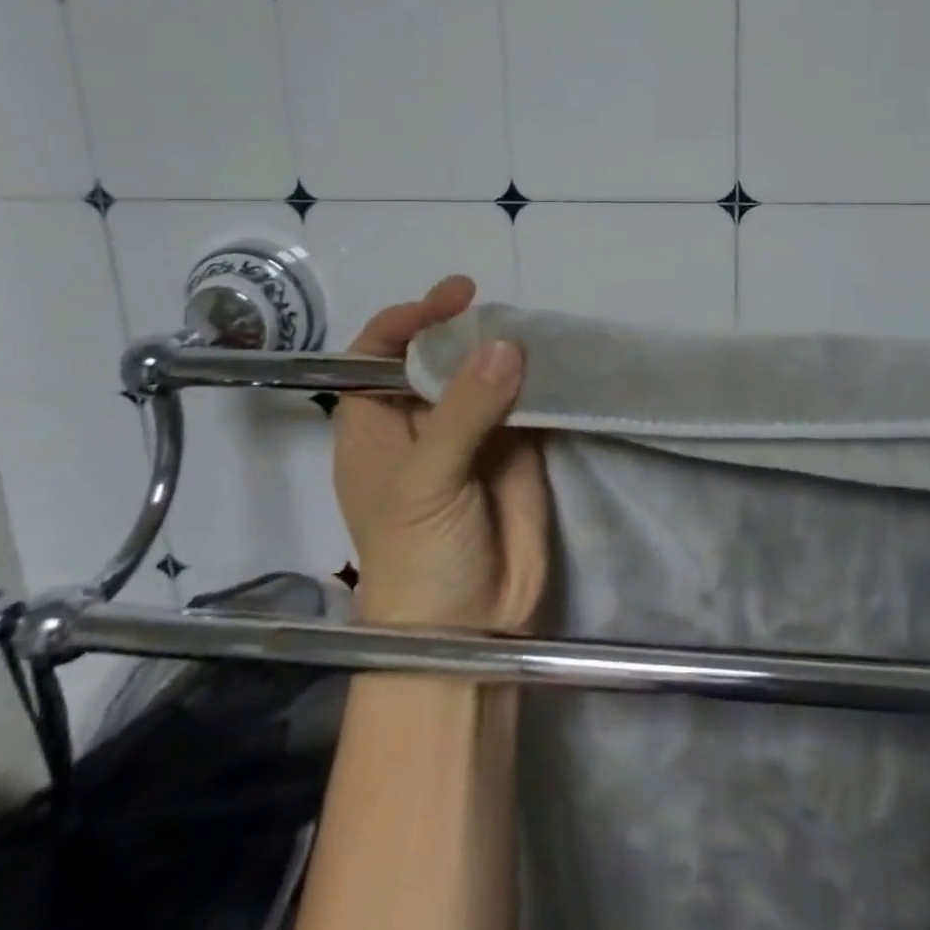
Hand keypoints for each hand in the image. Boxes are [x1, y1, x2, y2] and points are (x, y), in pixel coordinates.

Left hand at [332, 276, 548, 631]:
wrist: (471, 629)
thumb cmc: (417, 558)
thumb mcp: (427, 482)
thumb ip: (465, 412)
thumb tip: (506, 344)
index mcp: (374, 423)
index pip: (378, 352)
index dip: (409, 320)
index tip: (452, 301)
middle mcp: (420, 419)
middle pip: (436, 355)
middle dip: (463, 329)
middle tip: (501, 311)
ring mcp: (471, 431)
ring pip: (484, 372)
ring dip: (505, 350)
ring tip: (532, 329)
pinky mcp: (516, 446)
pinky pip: (525, 399)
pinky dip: (538, 378)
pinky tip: (555, 359)